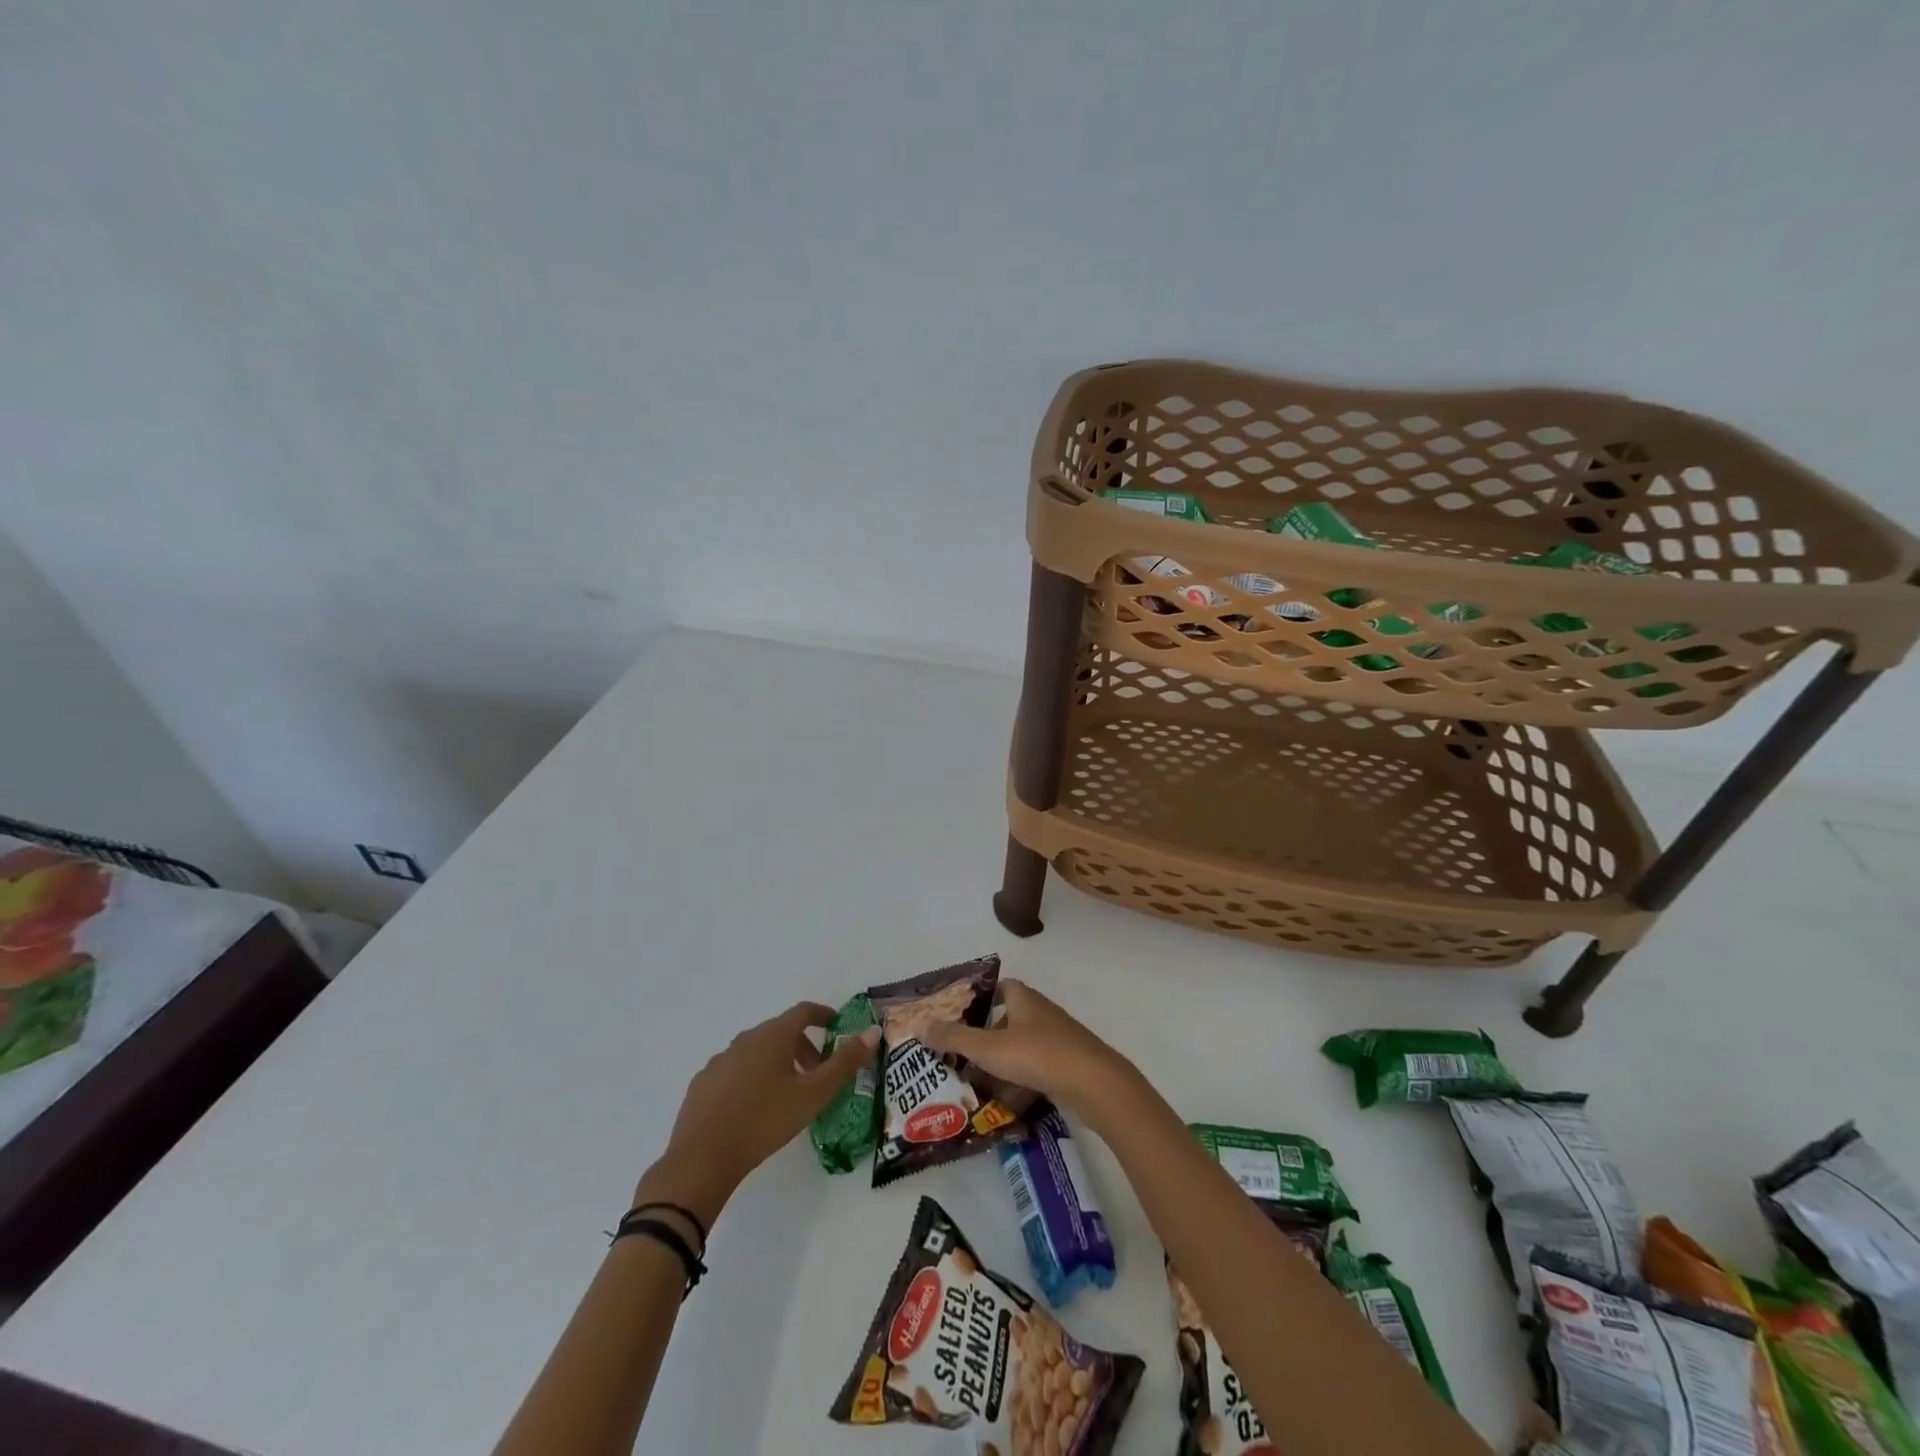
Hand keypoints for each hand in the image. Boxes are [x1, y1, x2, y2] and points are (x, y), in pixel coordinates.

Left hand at [637, 1003, 878, 1228]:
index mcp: (773, 1035)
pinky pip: (735, 1070)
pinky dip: (752, 1078)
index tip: (836, 1027)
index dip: (823, 1015)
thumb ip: (845, 1062)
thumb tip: (872, 1031)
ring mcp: (720, 1060)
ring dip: (777, 1063)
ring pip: (757, 1051)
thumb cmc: (765, 1121)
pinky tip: (753, 1108)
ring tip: (787, 1094)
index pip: (803, 1011)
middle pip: (780, 1032)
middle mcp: (745, 1039)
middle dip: (803, 1047)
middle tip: (817, 1074)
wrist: (702, 1159)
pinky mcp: (703, 1083)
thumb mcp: (813, 1094)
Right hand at [920, 981, 1138, 1130]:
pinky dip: (1020, 1079)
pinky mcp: (1068, 1065)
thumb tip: (920, 1025)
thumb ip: (955, 1037)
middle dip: (985, 1036)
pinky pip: (1036, 1068)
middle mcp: (1041, 1013)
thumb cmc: (1039, 1055)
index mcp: (1024, 998)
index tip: (959, 1015)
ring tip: (976, 1081)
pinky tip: (1006, 1100)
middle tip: (960, 1055)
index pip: (1000, 987)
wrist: (1095, 1084)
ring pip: (1022, 1046)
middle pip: (1008, 1018)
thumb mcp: (989, 1048)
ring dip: (1002, 1061)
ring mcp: (1058, 1039)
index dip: (980, 998)